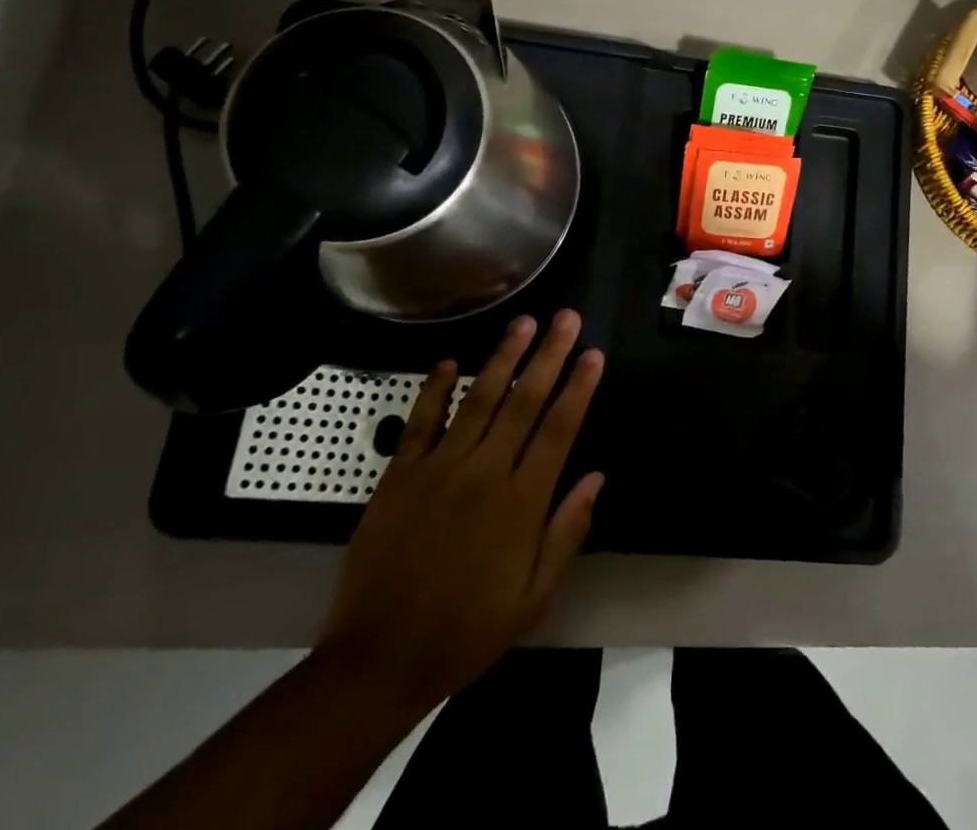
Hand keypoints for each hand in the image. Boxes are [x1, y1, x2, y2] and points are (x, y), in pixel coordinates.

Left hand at [316, 311, 604, 706]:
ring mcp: (439, 469)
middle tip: (566, 316)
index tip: (593, 354)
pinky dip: (435, 389)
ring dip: (503, 357)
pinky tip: (450, 362)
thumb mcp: (533, 598)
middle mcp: (485, 473)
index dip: (579, 388)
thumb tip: (596, 477)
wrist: (379, 660)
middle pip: (523, 401)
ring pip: (478, 399)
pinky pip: (421, 422)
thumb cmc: (466, 630)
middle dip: (548, 355)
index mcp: (521, 502)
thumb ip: (567, 533)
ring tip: (523, 322)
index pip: (559, 429)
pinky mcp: (400, 476)